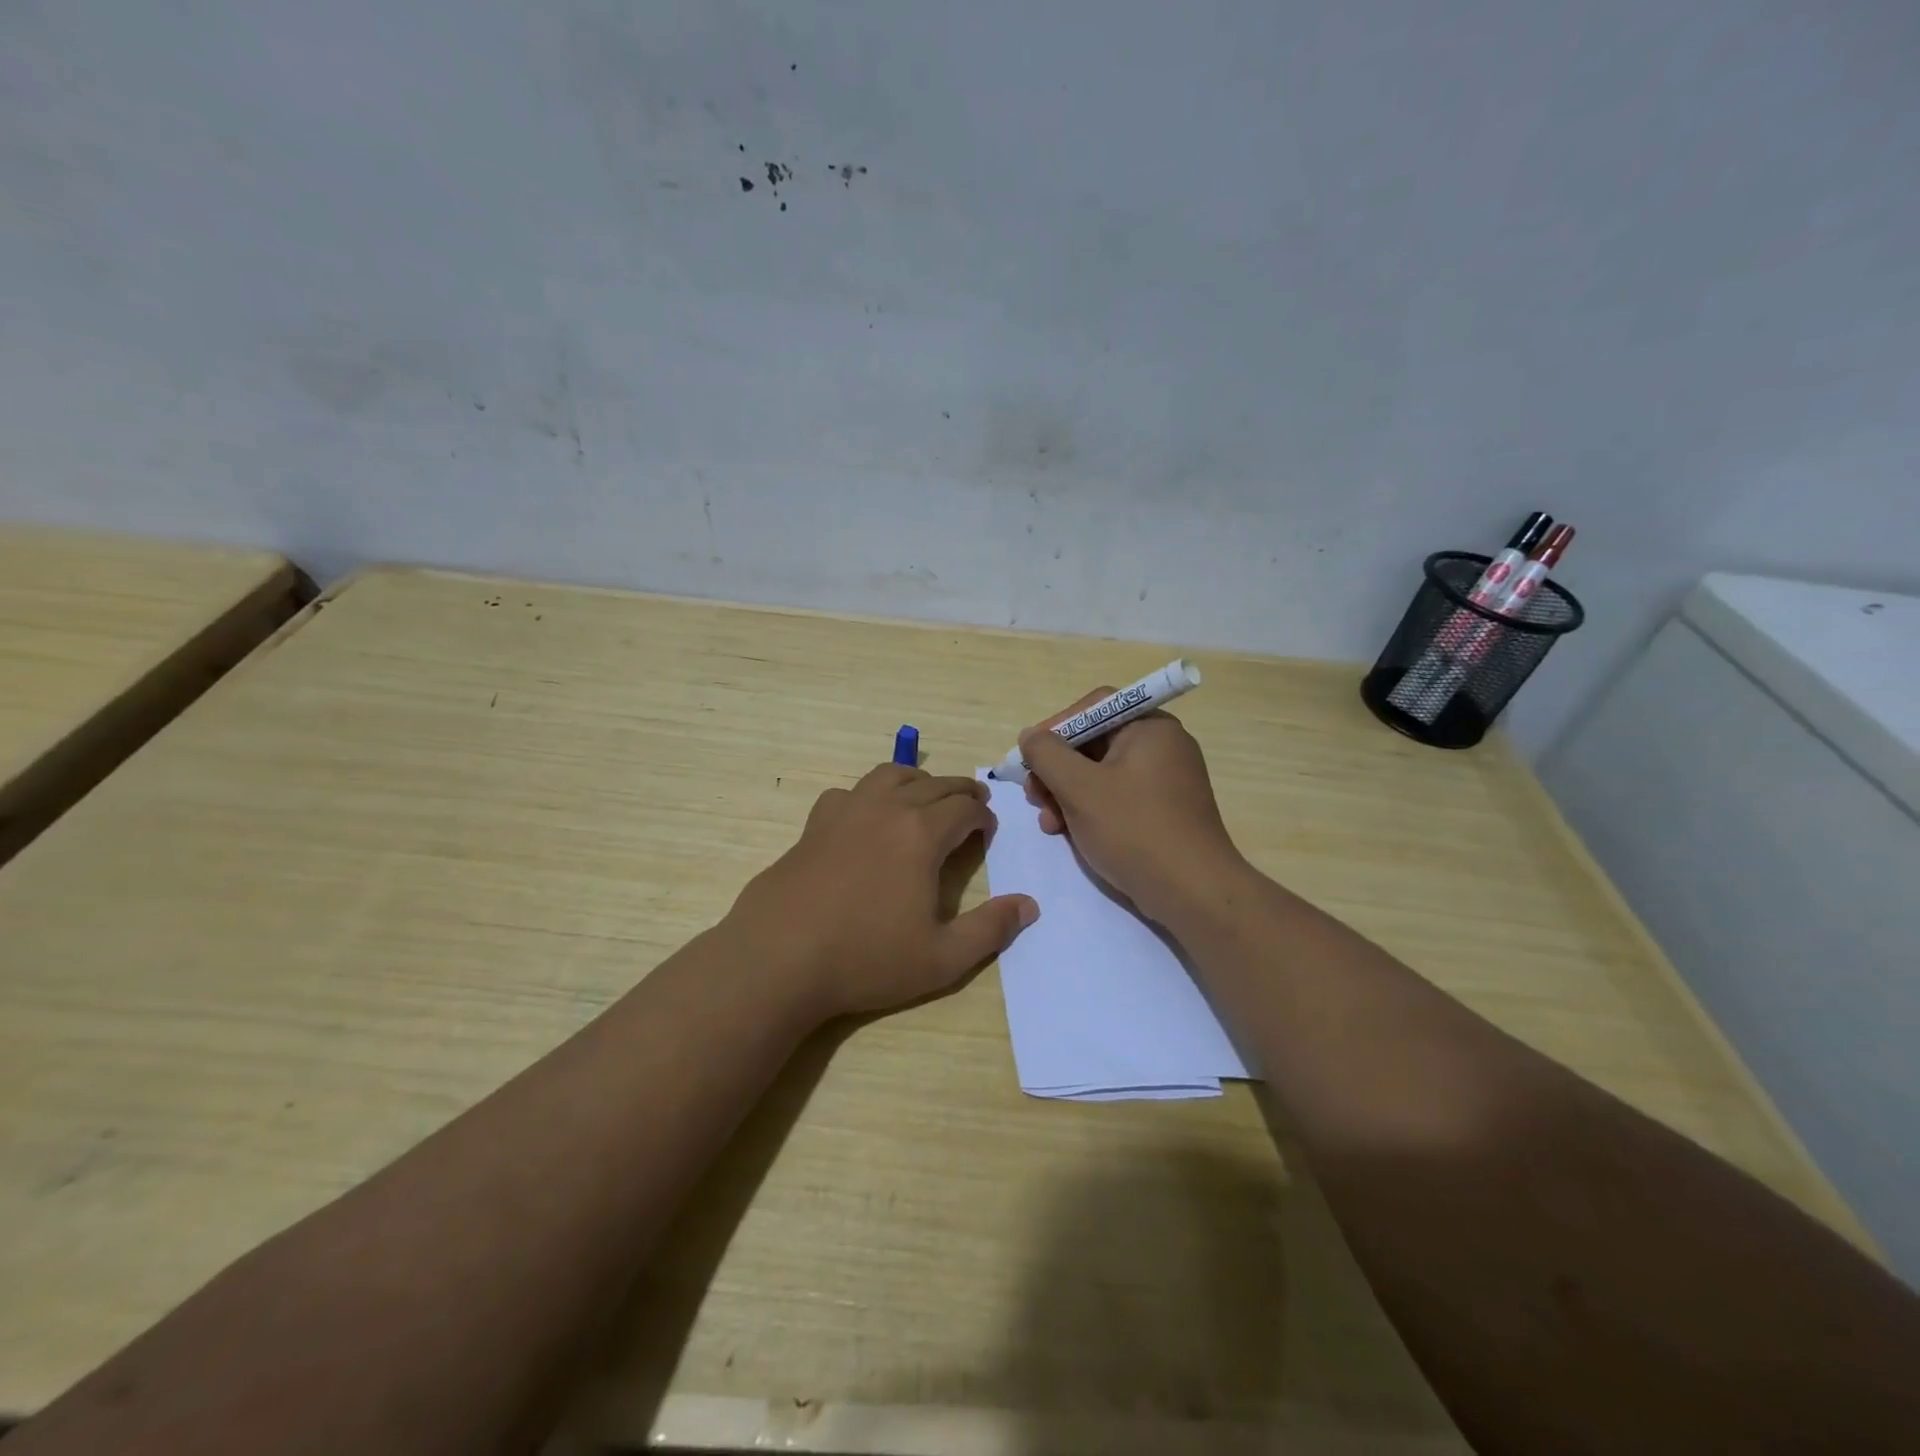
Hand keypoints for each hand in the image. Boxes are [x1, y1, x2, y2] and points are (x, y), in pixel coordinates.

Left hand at [727, 764, 1038, 1019]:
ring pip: (890, 775)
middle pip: (933, 784)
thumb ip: (990, 930)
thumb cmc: (866, 958)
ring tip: (926, 796)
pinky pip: (850, 792)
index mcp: (921, 833)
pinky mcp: (814, 824)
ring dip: (917, 780)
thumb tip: (1029, 906)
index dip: (982, 816)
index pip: (964, 808)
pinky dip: (870, 795)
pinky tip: (867, 817)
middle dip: (959, 791)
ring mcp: (846, 811)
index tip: (988, 830)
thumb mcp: (941, 958)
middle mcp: (886, 809)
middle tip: (972, 804)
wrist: (779, 958)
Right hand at [1019, 691, 1244, 925]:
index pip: (1093, 707)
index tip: (1029, 759)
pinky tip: (1069, 834)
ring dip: (1067, 794)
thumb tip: (1030, 736)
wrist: (1193, 893)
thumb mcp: (1079, 788)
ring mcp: (1166, 781)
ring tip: (1049, 824)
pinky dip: (1090, 810)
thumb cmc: (1134, 829)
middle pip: (1094, 743)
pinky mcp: (1164, 812)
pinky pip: (1117, 798)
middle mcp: (1162, 747)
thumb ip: (1047, 754)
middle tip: (1034, 796)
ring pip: (1101, 775)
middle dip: (1057, 769)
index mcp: (1150, 728)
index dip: (1055, 728)